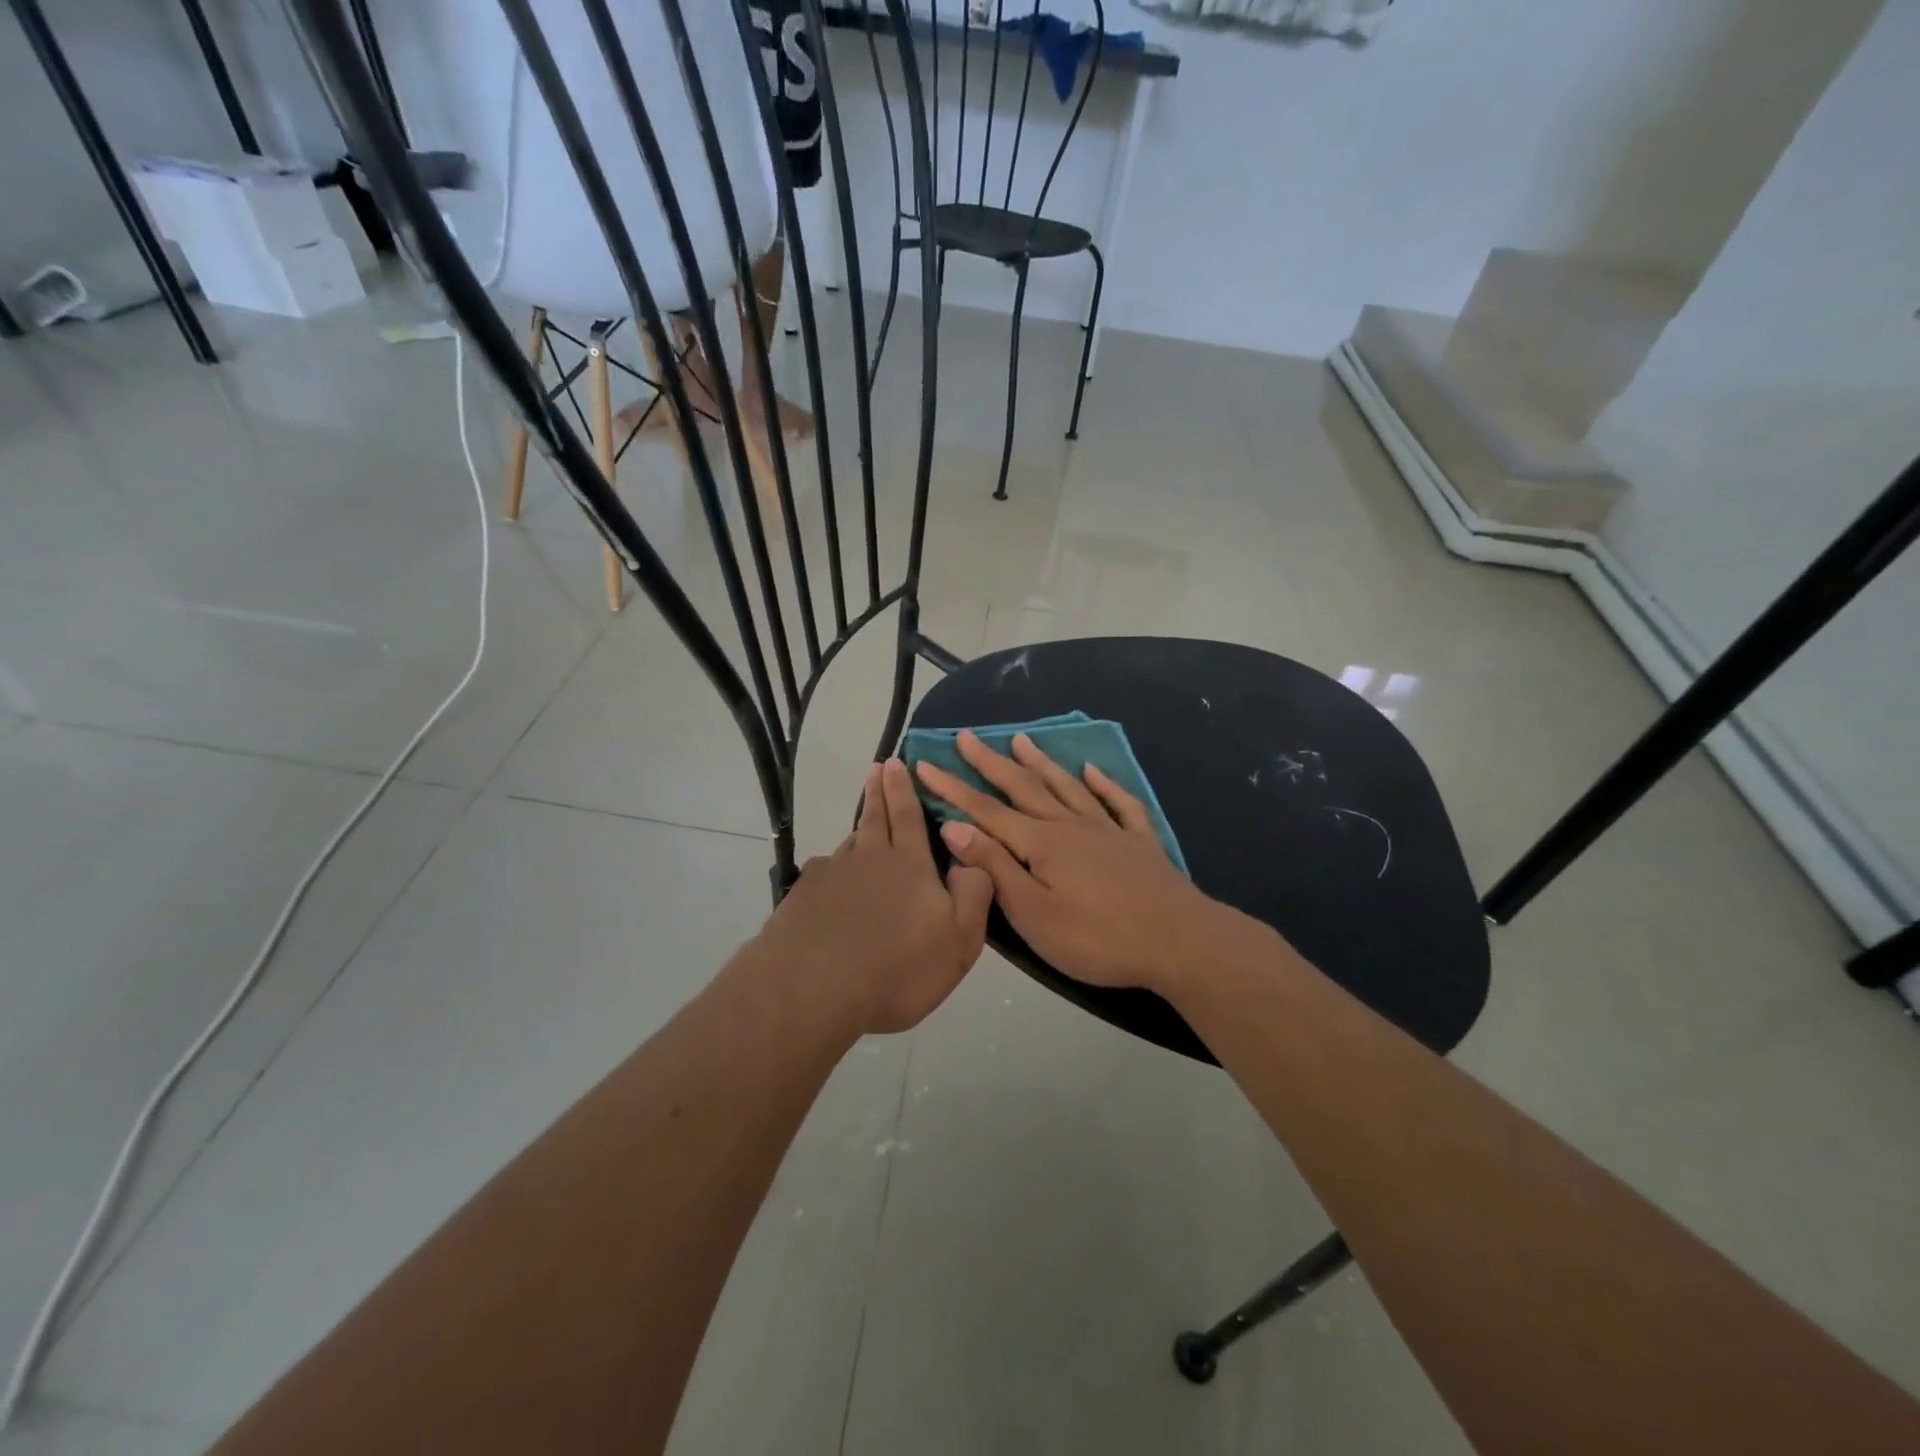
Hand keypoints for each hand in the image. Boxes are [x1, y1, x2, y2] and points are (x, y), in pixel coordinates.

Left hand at [757, 758, 993, 1034]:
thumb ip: (974, 894)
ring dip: (858, 830)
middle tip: (876, 767)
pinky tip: (831, 886)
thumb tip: (972, 859)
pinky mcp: (802, 898)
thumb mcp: (959, 940)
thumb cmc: (898, 968)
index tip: (895, 762)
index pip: (908, 815)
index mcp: (910, 865)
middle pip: (874, 818)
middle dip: (878, 791)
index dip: (903, 788)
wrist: (813, 989)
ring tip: (864, 826)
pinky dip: (832, 872)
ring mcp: (831, 876)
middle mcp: (868, 859)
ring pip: (849, 845)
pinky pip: (823, 875)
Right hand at [914, 731, 1242, 996]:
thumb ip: (995, 868)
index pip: (985, 810)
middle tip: (966, 737)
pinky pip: (1118, 802)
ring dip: (1041, 762)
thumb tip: (955, 828)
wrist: (1179, 941)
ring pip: (1066, 787)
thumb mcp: (1033, 913)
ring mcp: (1108, 829)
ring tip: (1020, 739)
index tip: (925, 763)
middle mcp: (1070, 825)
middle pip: (1023, 787)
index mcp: (1041, 843)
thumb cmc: (1097, 938)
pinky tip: (1093, 769)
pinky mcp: (1139, 842)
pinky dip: (1104, 783)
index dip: (952, 788)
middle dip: (990, 763)